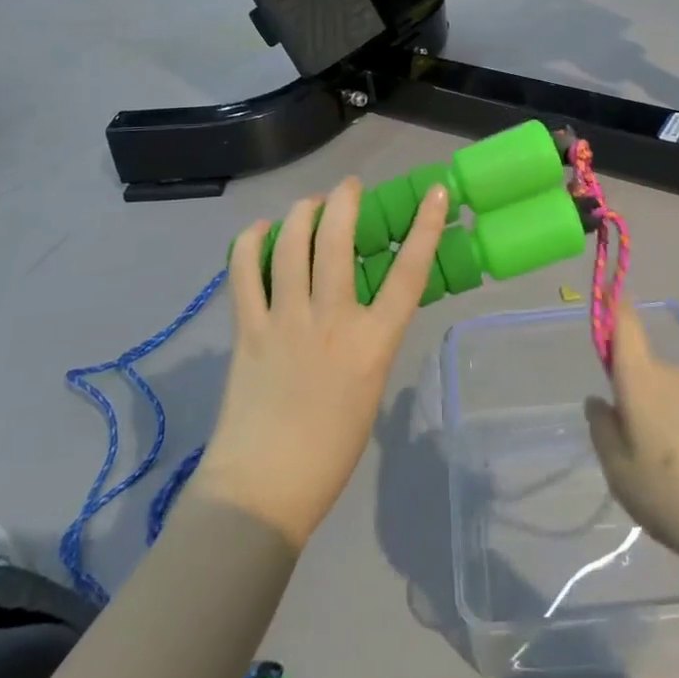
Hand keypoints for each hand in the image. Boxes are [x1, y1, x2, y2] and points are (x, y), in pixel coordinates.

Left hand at [196, 177, 448, 549]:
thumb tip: (360, 305)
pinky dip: (251, 242)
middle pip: (338, 240)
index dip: (425, 227)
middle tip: (349, 188)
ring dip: (301, 213)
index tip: (434, 193)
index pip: (408, 273)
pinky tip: (260, 232)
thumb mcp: (371, 387)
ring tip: (309, 204)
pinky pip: (244, 271)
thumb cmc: (331, 449)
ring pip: (291, 245)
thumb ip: (369, 339)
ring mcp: (285, 321)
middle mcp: (331, 321)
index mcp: (373, 343)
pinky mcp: (247, 329)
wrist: (264, 489)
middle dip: (345, 200)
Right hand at [584, 304, 678, 571]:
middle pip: (648, 373)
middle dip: (640, 401)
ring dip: (670, 422)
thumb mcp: (623, 477)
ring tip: (677, 476)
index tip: (607, 301)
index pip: (625, 325)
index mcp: (642, 381)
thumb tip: (599, 401)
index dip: (614, 308)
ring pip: (676, 397)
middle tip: (640, 454)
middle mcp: (677, 374)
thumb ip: (603, 432)